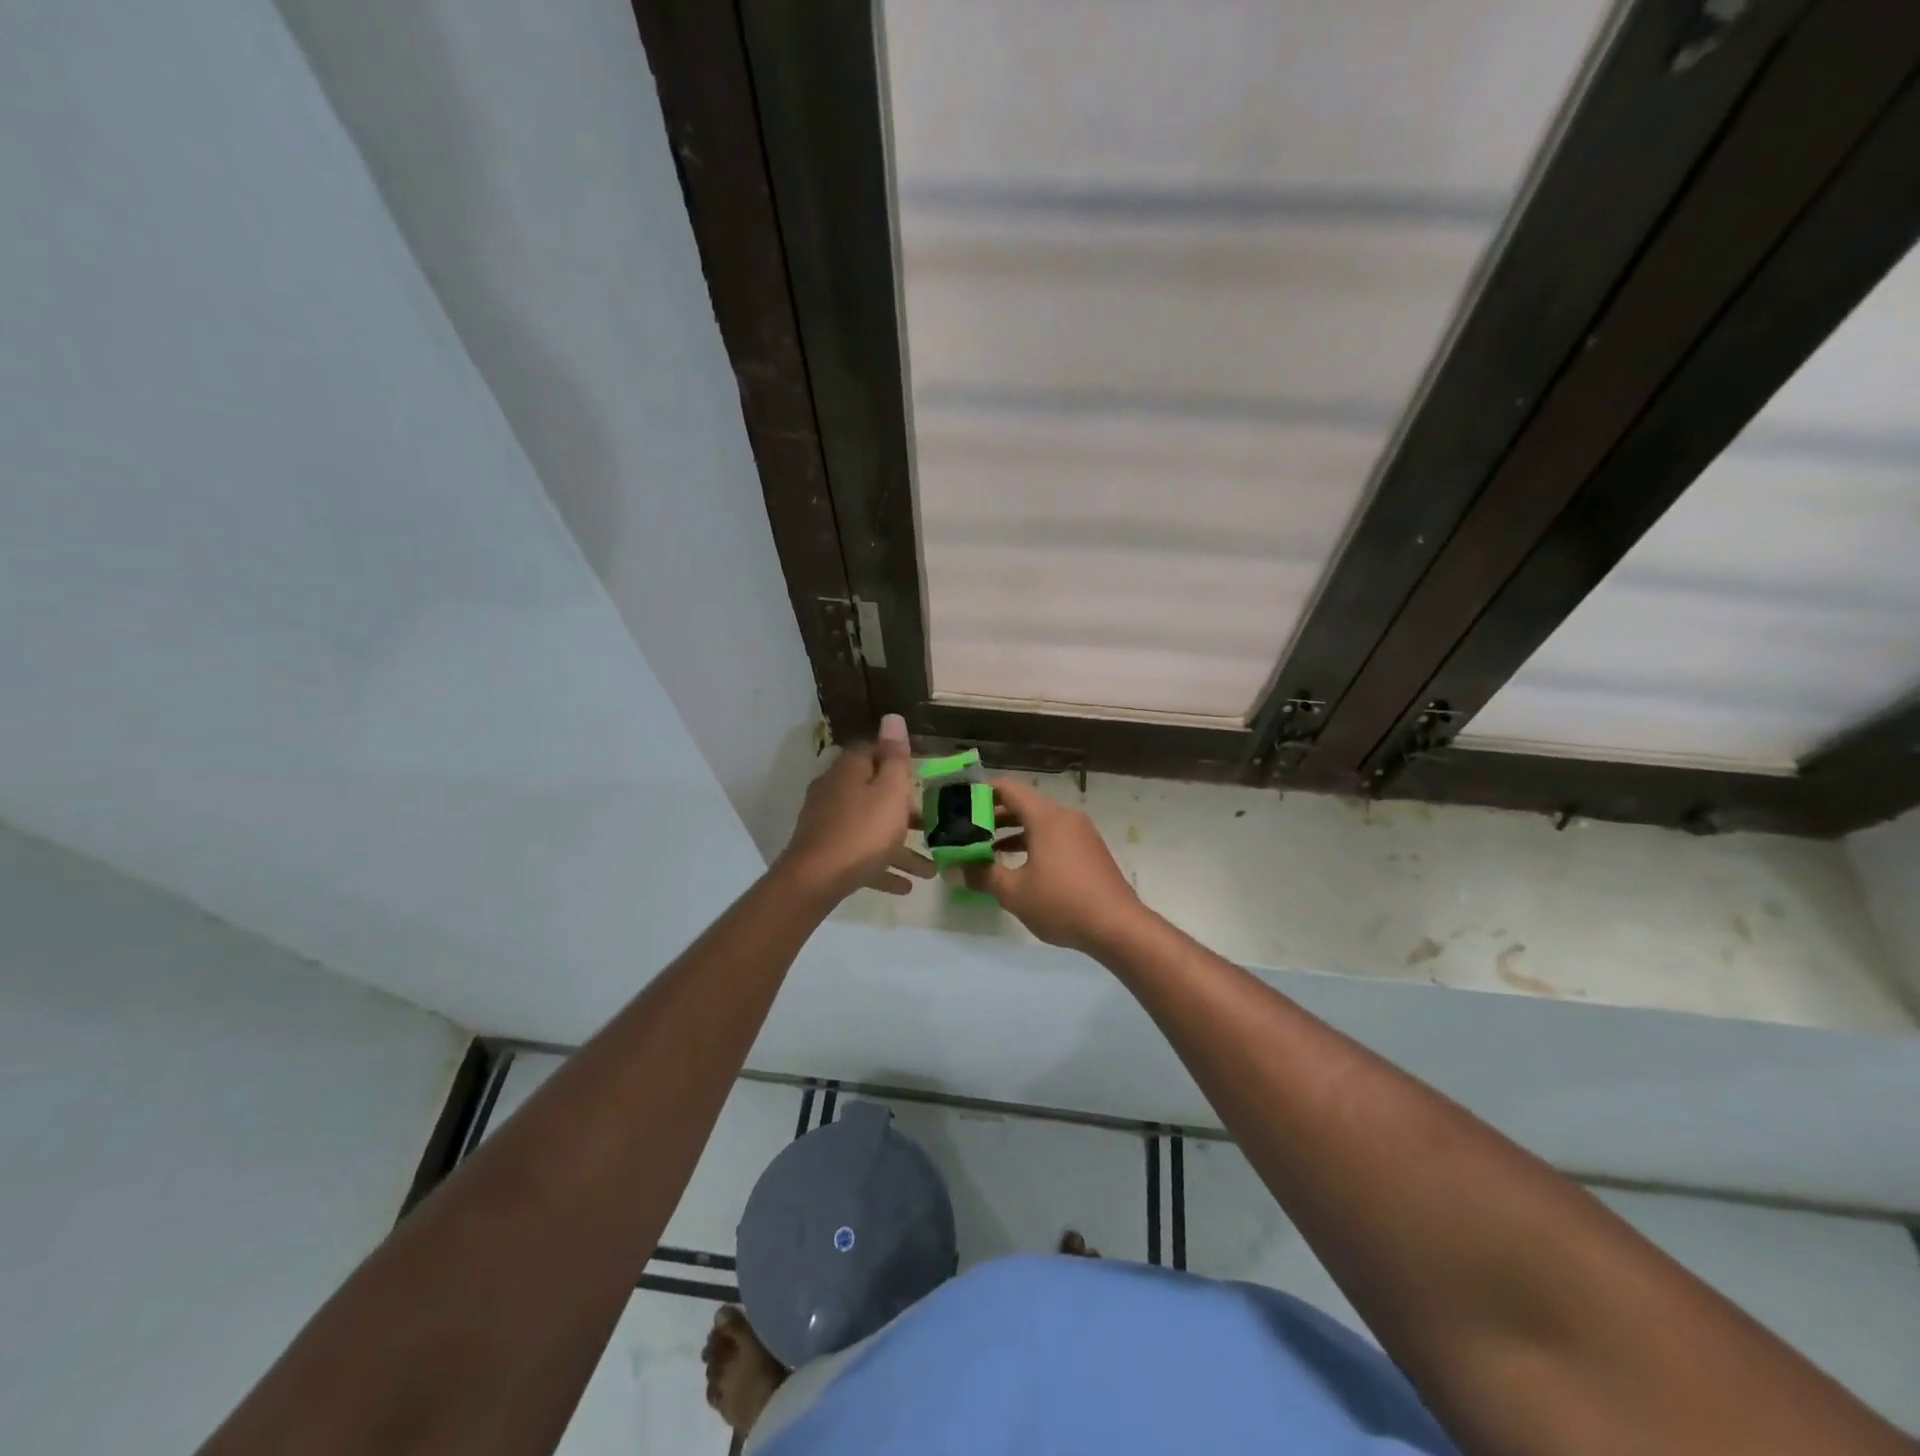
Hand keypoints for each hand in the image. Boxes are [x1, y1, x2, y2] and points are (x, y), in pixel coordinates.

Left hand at [776, 714, 933, 902]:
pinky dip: (882, 866)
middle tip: (931, 824)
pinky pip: (861, 855)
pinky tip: (905, 886)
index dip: (899, 762)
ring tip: (930, 869)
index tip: (923, 778)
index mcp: (850, 770)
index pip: (874, 752)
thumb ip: (895, 756)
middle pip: (874, 792)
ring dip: (900, 846)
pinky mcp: (826, 852)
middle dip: (904, 809)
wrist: (816, 879)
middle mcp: (835, 790)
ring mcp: (828, 822)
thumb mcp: (890, 791)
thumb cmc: (863, 830)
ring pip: (871, 828)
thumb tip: (892, 717)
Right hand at [959, 778, 1149, 955]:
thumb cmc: (1062, 903)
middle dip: (994, 816)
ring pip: (1040, 823)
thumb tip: (954, 869)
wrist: (1118, 927)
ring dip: (1012, 833)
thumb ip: (982, 876)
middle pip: (1024, 805)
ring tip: (986, 851)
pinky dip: (1033, 843)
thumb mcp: (1015, 892)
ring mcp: (1081, 834)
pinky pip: (1054, 837)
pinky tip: (1019, 867)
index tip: (960, 805)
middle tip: (966, 831)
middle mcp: (1065, 817)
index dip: (982, 792)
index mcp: (1046, 817)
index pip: (1009, 789)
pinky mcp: (1090, 851)